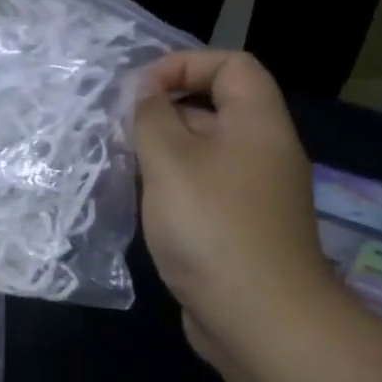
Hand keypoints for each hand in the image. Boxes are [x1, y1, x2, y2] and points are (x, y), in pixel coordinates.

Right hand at [133, 50, 337, 365]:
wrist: (258, 317)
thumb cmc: (212, 227)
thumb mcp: (170, 161)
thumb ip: (152, 118)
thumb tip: (145, 94)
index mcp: (257, 123)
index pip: (231, 65)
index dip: (184, 64)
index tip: (138, 90)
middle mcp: (262, 151)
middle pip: (215, 107)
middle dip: (165, 110)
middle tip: (119, 130)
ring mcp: (253, 193)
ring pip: (204, 152)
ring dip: (163, 152)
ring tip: (123, 166)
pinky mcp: (239, 228)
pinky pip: (203, 189)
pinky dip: (173, 187)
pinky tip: (143, 204)